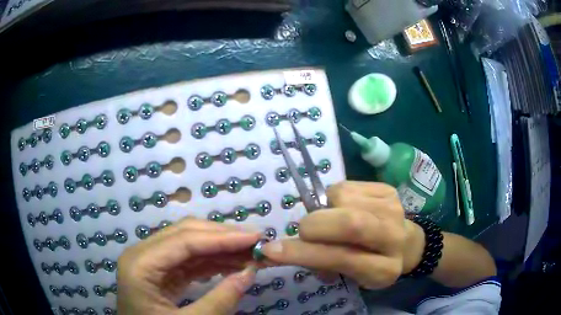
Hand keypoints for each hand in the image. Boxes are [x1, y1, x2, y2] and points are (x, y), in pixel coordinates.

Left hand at [117, 218, 260, 314]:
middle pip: (185, 234)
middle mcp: (142, 254)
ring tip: (249, 253)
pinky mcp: (160, 272)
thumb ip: (219, 301)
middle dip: (222, 237)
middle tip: (256, 241)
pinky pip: (187, 260)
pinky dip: (211, 261)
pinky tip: (232, 264)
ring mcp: (150, 262)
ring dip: (219, 248)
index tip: (255, 237)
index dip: (222, 237)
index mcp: (140, 265)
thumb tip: (250, 273)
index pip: (184, 241)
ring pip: (188, 244)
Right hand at [262, 181, 424, 288]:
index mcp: (383, 269)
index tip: (271, 249)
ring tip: (330, 219)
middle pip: (350, 223)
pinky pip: (347, 186)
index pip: (341, 258)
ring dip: (325, 209)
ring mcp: (393, 209)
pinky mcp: (388, 190)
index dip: (303, 253)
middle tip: (306, 231)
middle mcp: (393, 237)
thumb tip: (285, 249)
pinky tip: (343, 207)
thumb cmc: (373, 263)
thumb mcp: (351, 275)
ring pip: (343, 198)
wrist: (404, 242)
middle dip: (315, 225)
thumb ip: (322, 264)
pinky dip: (334, 197)